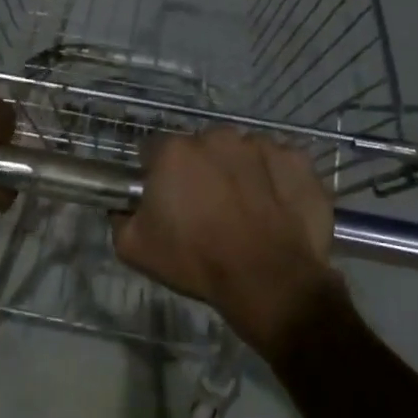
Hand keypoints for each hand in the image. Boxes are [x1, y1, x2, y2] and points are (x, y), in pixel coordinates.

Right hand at [112, 128, 338, 363]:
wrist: (268, 280)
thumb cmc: (196, 261)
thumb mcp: (134, 249)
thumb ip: (120, 218)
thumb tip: (125, 207)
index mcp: (175, 151)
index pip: (155, 151)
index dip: (157, 174)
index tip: (165, 199)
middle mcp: (217, 137)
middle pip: (201, 147)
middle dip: (200, 170)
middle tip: (206, 208)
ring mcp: (261, 145)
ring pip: (241, 152)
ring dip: (238, 172)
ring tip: (245, 210)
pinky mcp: (297, 160)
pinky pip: (278, 163)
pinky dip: (274, 179)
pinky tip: (274, 209)